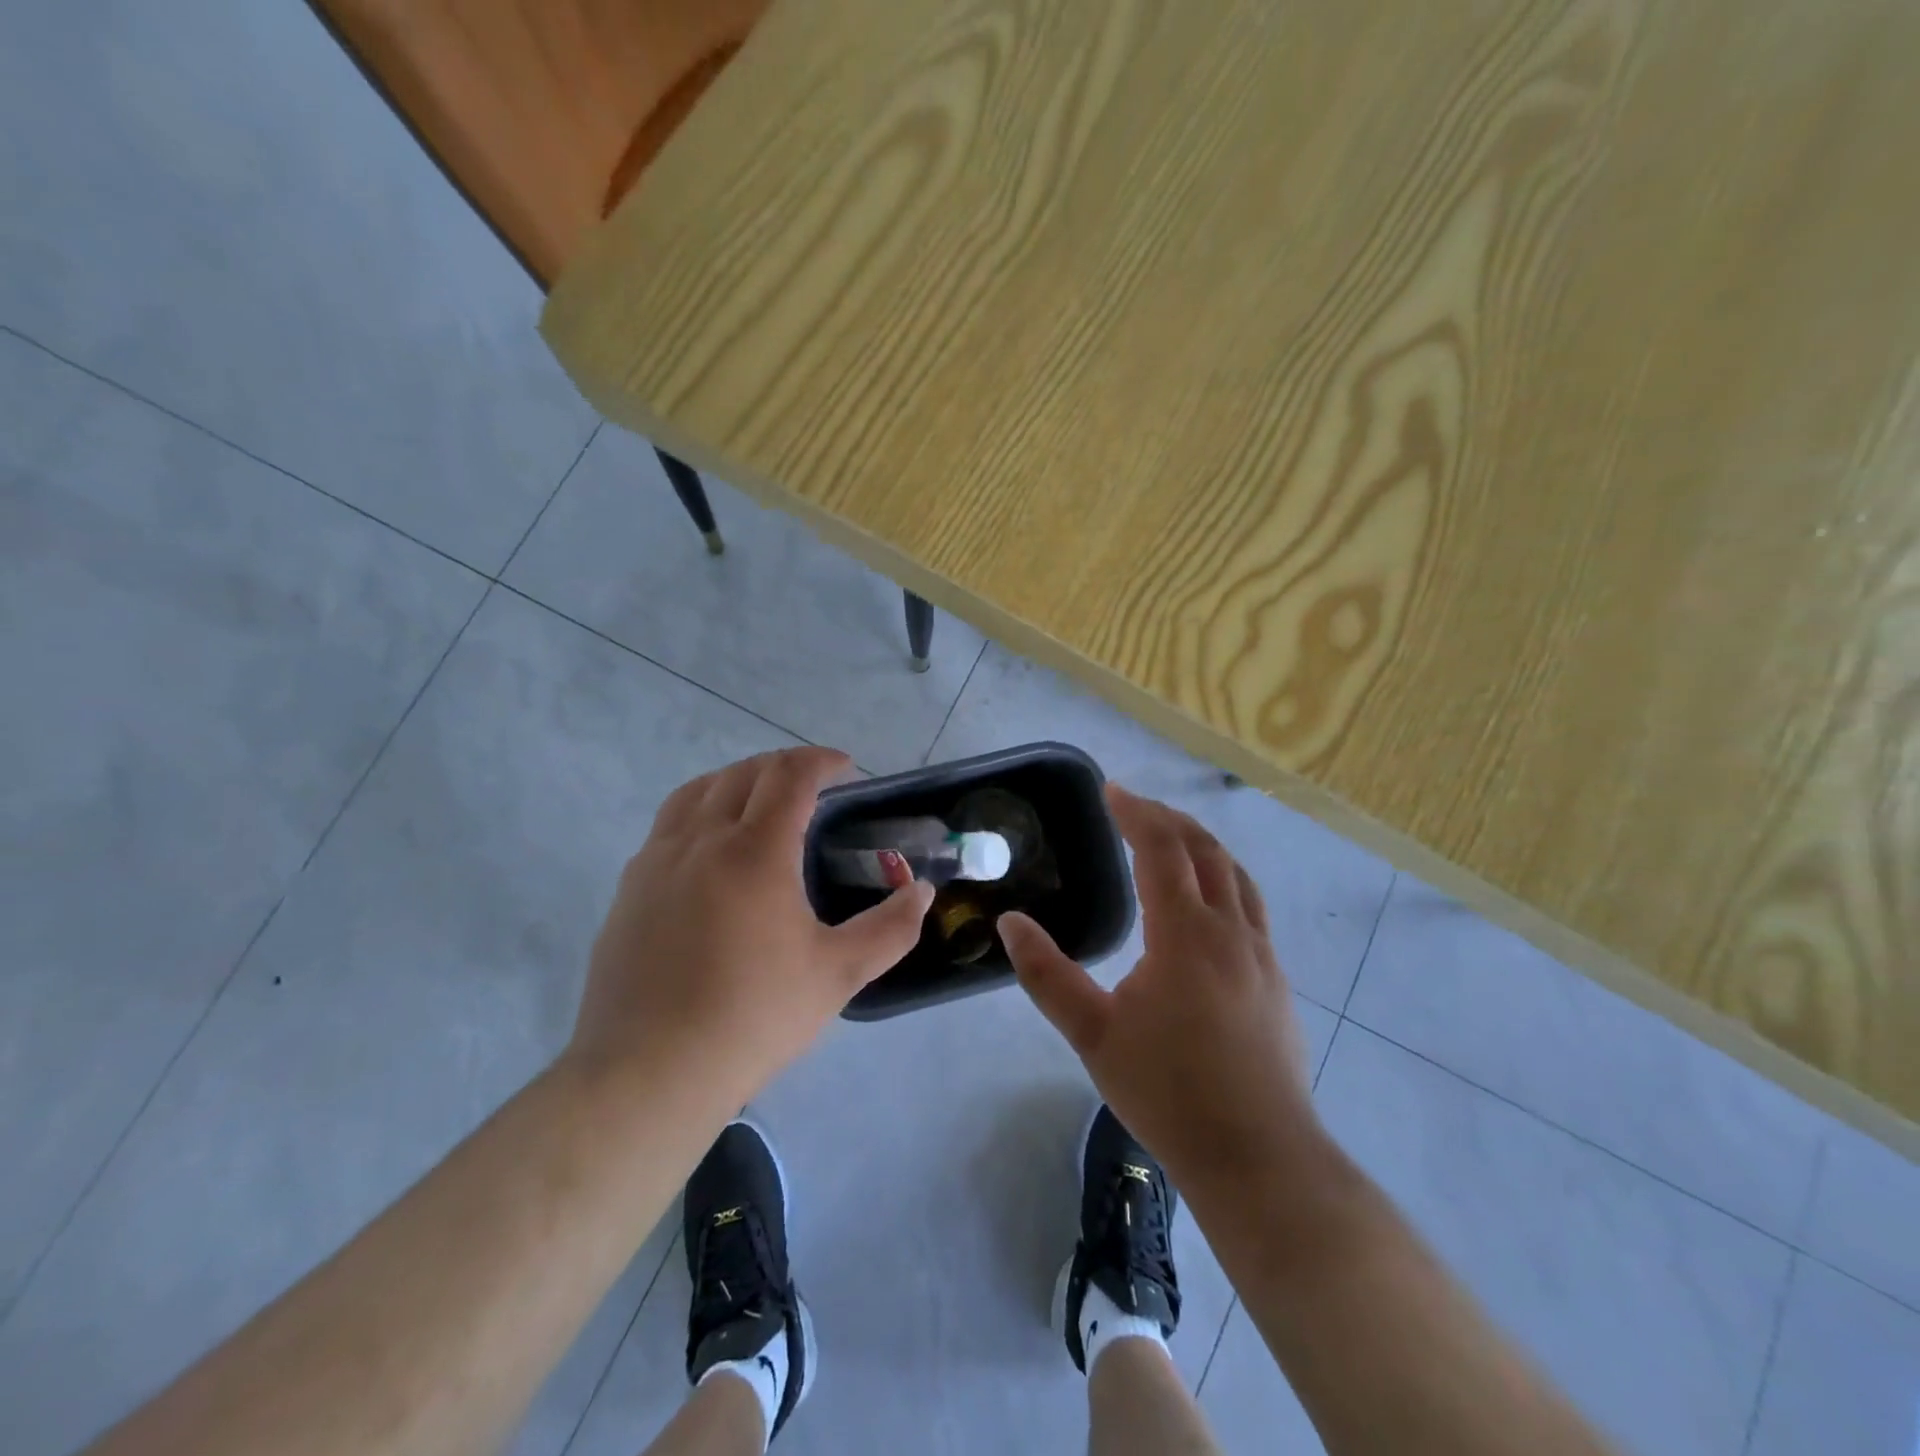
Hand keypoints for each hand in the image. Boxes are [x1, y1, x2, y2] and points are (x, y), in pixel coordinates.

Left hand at [568, 747, 932, 1103]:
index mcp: (755, 852)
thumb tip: (922, 892)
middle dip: (784, 766)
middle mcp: (702, 840)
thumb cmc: (754, 1017)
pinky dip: (701, 810)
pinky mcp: (629, 888)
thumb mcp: (838, 975)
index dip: (821, 761)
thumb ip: (890, 928)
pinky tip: (711, 849)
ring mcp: (657, 861)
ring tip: (761, 800)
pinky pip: (668, 824)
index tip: (845, 768)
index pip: (790, 776)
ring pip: (698, 791)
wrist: (650, 1072)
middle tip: (813, 785)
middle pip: (744, 773)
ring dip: (738, 780)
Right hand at [1000, 784, 1317, 1194]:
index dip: (1135, 812)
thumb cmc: (1168, 1092)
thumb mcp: (1093, 1034)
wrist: (1258, 1157)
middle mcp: (1229, 930)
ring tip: (1171, 838)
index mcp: (1185, 933)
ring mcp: (1261, 954)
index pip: (1162, 849)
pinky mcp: (1276, 980)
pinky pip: (1250, 906)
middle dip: (1168, 819)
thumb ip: (1047, 974)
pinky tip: (1207, 902)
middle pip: (1204, 850)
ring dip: (1201, 845)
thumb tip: (1011, 923)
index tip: (1110, 790)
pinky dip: (1223, 879)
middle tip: (1133, 807)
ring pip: (1235, 875)